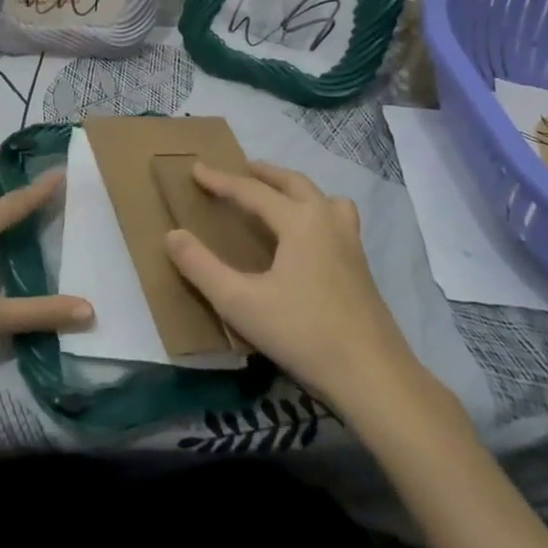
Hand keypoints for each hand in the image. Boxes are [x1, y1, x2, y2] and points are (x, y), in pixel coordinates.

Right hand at [165, 161, 425, 410]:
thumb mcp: (241, 303)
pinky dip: (317, 212)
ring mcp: (351, 244)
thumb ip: (202, 267)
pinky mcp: (362, 268)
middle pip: (294, 183)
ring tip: (280, 196)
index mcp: (300, 221)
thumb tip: (172, 235)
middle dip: (265, 174)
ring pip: (323, 199)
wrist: (374, 377)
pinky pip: (337, 220)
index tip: (196, 169)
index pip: (252, 192)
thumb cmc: (303, 334)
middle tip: (242, 169)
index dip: (221, 180)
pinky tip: (308, 240)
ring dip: (297, 189)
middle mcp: (327, 221)